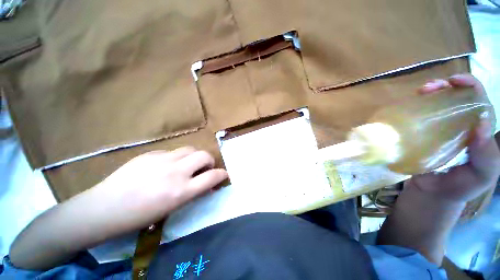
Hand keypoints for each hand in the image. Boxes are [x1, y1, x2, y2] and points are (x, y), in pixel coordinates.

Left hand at [9, 147, 227, 269]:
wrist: (103, 208)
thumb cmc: (139, 216)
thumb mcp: (172, 209)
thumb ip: (192, 192)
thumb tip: (205, 184)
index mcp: (180, 191)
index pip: (212, 177)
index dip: (222, 174)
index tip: (224, 174)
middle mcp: (175, 172)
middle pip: (204, 155)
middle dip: (210, 161)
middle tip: (204, 168)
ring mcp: (162, 160)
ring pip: (190, 149)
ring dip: (194, 157)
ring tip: (187, 165)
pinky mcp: (150, 154)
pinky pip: (172, 151)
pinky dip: (176, 157)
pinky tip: (166, 166)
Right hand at [409, 74, 499, 202]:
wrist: (433, 192)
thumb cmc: (461, 186)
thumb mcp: (482, 175)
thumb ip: (487, 155)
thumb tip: (479, 125)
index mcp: (478, 129)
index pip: (479, 100)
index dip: (469, 86)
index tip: (453, 81)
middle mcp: (460, 123)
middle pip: (456, 96)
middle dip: (444, 86)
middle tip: (428, 88)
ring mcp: (439, 128)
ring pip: (436, 104)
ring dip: (428, 94)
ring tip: (418, 93)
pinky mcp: (421, 134)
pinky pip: (419, 117)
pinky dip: (414, 108)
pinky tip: (408, 107)